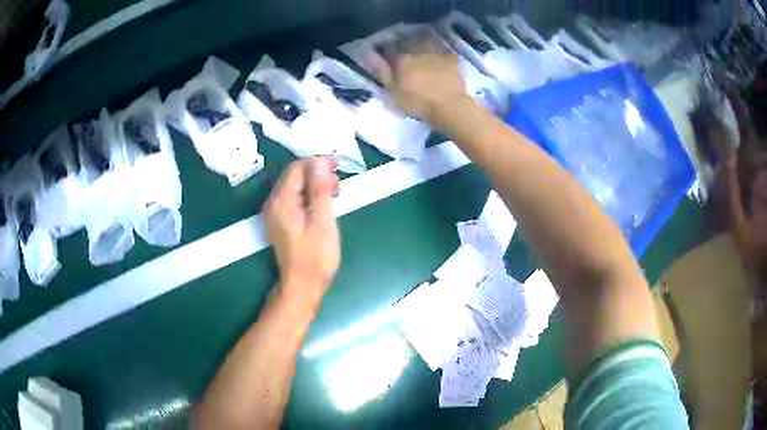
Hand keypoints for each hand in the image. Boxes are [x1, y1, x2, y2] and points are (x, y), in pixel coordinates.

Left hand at [264, 158, 340, 303]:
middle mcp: (274, 204)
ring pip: (295, 187)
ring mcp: (275, 214)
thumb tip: (320, 163)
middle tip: (338, 184)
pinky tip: (323, 204)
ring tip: (334, 194)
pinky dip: (309, 196)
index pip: (297, 168)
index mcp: (282, 202)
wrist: (302, 286)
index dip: (317, 163)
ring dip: (314, 185)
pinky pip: (294, 200)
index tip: (337, 167)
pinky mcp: (281, 222)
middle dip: (316, 173)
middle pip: (294, 176)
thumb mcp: (323, 222)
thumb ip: (320, 190)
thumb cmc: (315, 257)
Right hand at [370, 36, 469, 127]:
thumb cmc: (418, 103)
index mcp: (401, 59)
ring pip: (425, 42)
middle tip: (403, 49)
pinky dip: (439, 50)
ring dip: (421, 42)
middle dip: (404, 44)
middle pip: (407, 42)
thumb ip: (382, 73)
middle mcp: (417, 51)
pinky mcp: (451, 59)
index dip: (386, 50)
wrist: (450, 107)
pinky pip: (443, 49)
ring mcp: (436, 53)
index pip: (389, 49)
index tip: (385, 53)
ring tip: (420, 48)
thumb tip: (371, 58)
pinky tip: (439, 54)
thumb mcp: (393, 93)